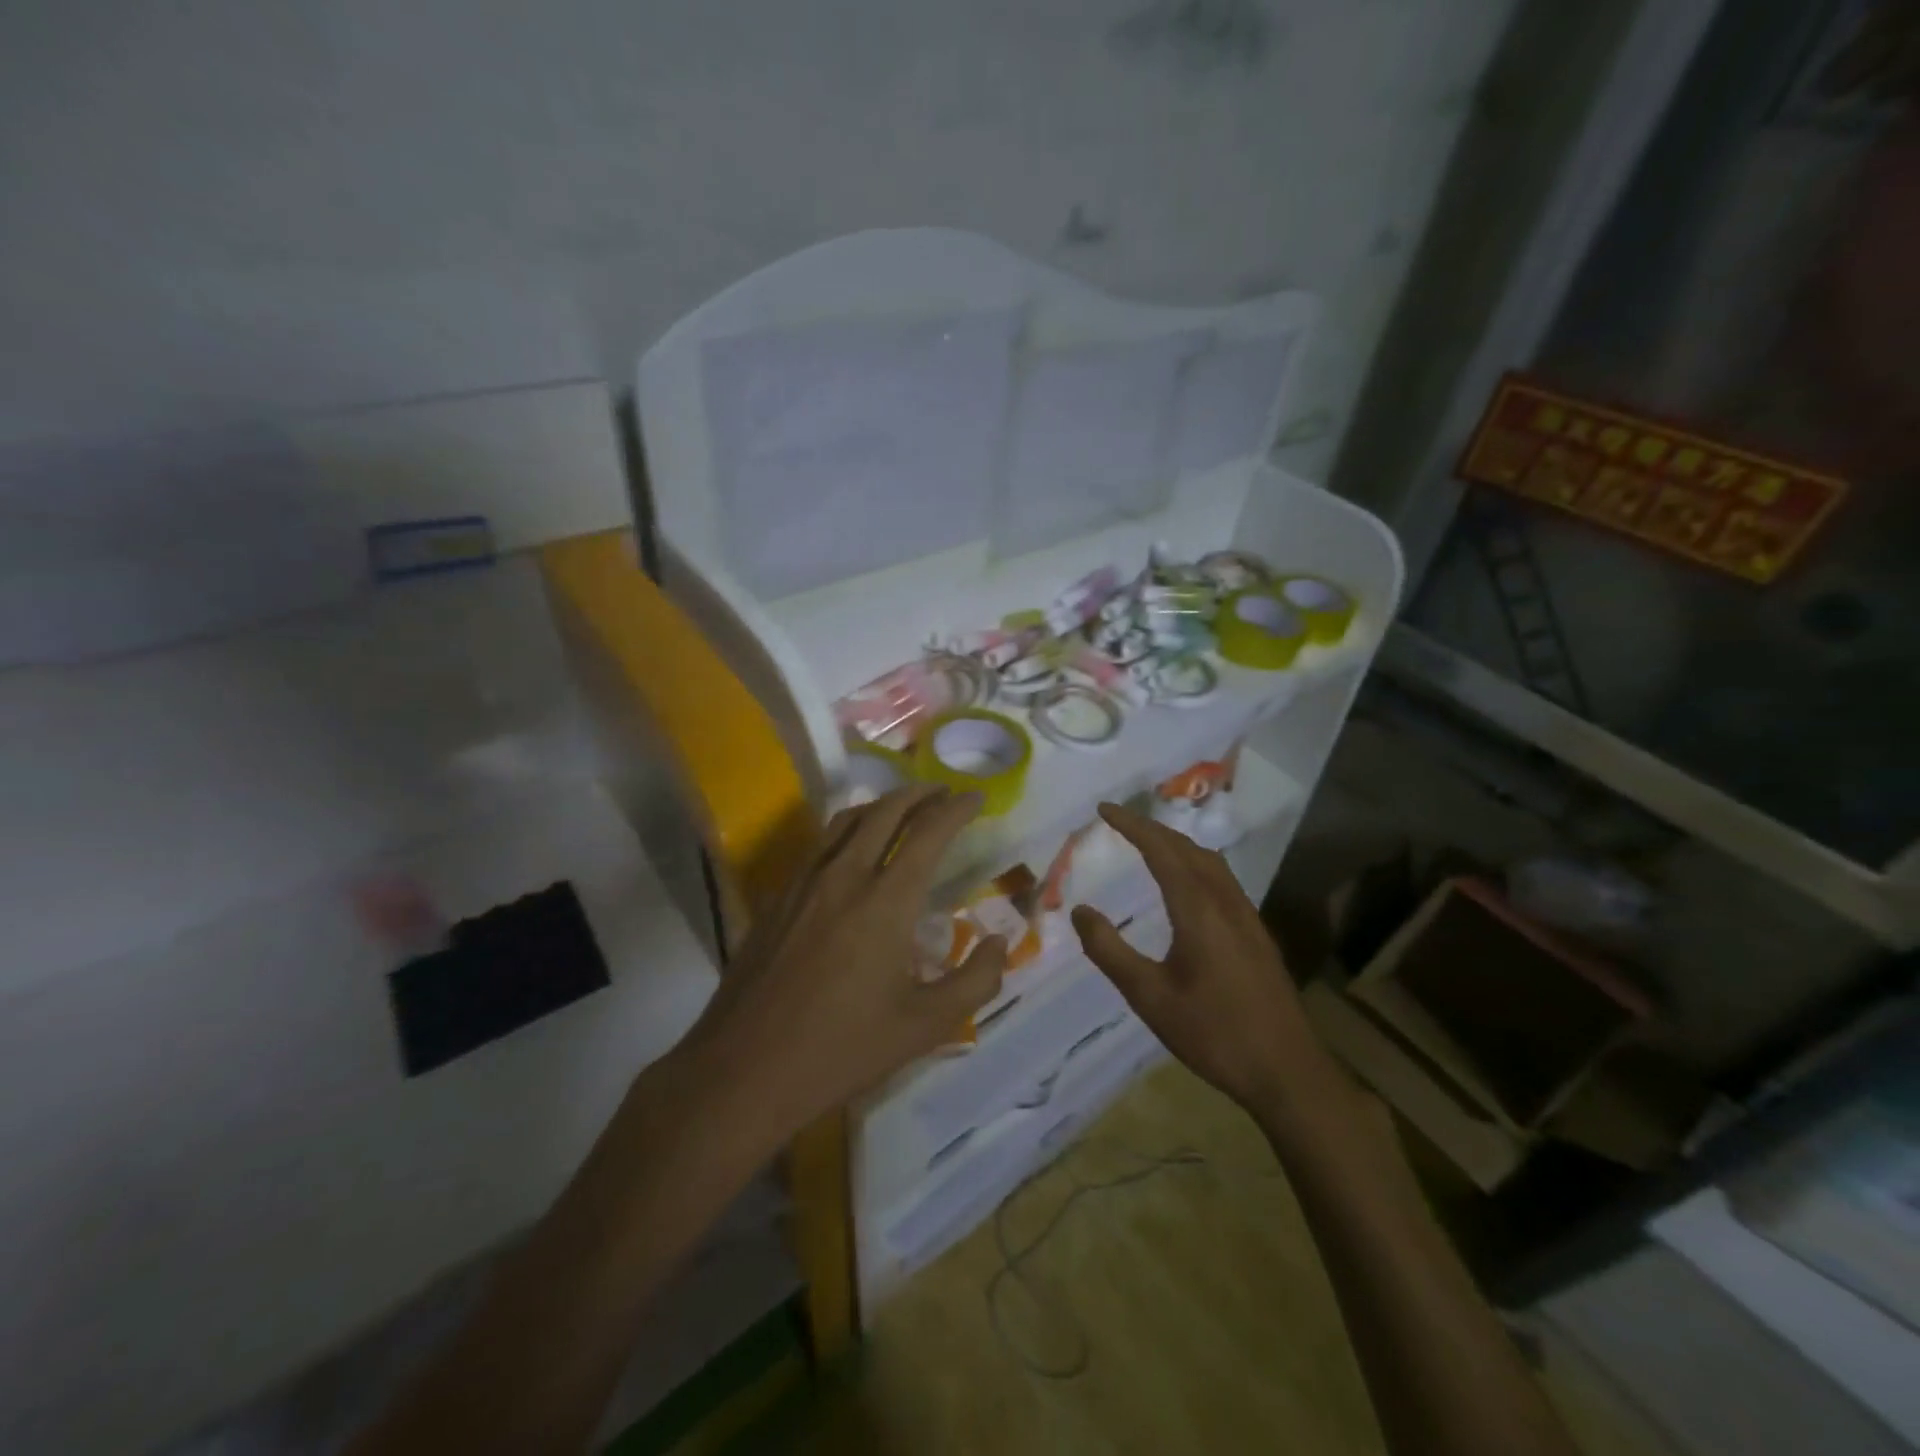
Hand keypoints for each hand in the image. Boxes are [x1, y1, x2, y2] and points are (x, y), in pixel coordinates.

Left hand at [682, 786, 1006, 1141]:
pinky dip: (849, 829)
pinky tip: (853, 850)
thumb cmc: (842, 1049)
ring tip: (904, 809)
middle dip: (920, 793)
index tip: (976, 797)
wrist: (743, 1069)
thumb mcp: (925, 1026)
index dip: (956, 809)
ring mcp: (804, 883)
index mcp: (886, 901)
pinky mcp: (778, 898)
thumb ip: (975, 980)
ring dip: (882, 805)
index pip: (928, 832)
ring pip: (847, 820)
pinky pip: (821, 844)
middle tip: (944, 792)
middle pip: (885, 811)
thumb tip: (997, 941)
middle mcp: (845, 876)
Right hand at [1070, 803, 1337, 1123]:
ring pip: (1210, 862)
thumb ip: (1110, 951)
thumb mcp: (1149, 997)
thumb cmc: (1213, 1034)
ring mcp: (1247, 918)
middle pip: (1188, 849)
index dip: (1132, 825)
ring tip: (1149, 843)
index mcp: (1198, 910)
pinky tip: (1188, 885)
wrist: (1287, 1072)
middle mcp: (1226, 902)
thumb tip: (1080, 910)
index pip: (1161, 850)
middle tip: (1120, 821)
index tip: (1104, 809)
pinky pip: (1222, 880)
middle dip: (1152, 828)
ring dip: (1178, 844)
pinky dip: (1196, 864)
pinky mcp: (1257, 935)